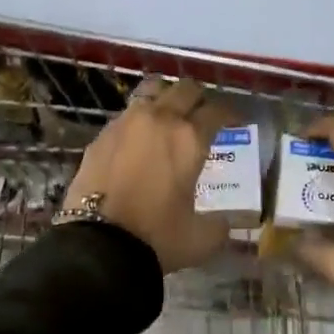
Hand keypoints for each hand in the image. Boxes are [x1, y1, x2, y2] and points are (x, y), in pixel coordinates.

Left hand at [63, 78, 238, 273]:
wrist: (98, 243)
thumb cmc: (157, 237)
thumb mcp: (201, 239)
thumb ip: (219, 225)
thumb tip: (224, 222)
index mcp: (190, 138)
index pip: (217, 111)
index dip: (230, 113)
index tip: (235, 121)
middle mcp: (160, 119)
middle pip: (185, 89)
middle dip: (198, 98)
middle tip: (202, 113)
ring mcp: (127, 122)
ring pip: (152, 90)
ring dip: (166, 97)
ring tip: (169, 114)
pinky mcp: (102, 134)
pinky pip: (126, 113)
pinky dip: (138, 118)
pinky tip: (139, 137)